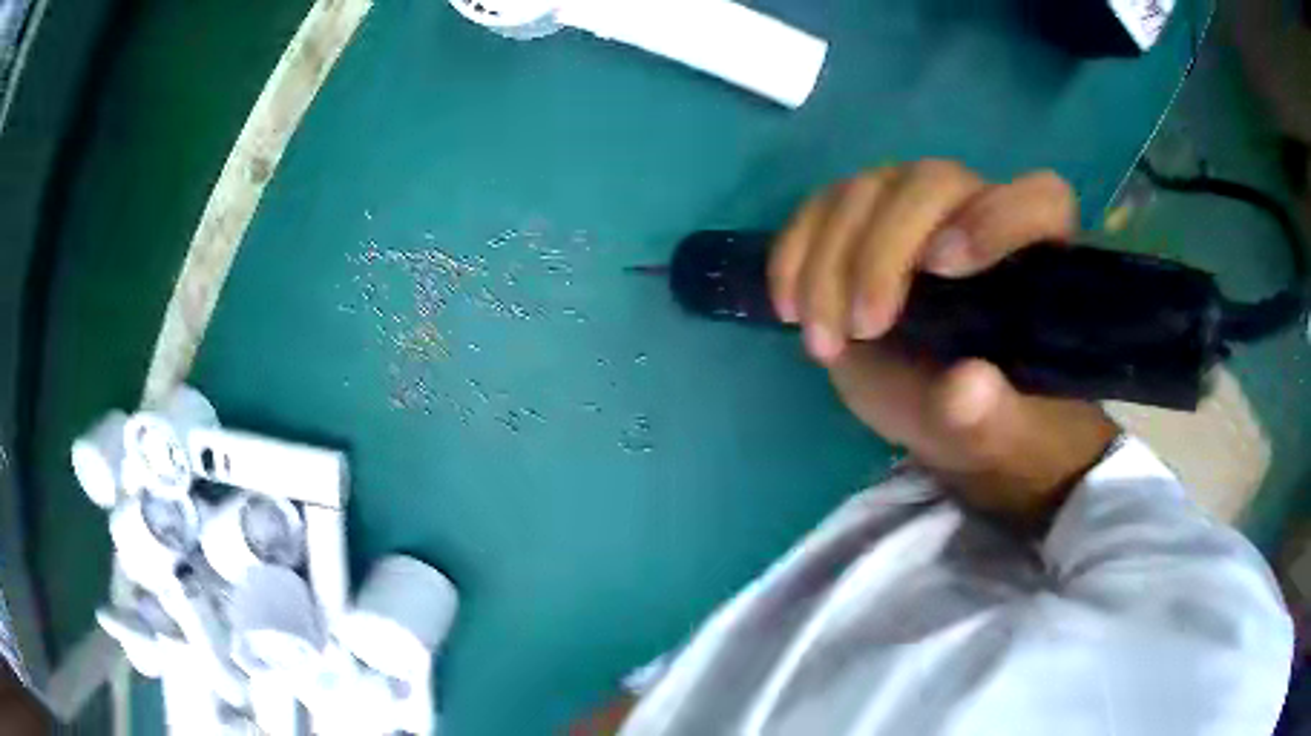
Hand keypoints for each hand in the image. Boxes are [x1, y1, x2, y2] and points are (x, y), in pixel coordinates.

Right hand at [770, 160, 1118, 527]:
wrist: (938, 408)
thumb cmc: (986, 417)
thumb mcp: (997, 434)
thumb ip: (991, 416)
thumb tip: (964, 387)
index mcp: (1035, 256)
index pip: (1042, 199)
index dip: (999, 216)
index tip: (946, 268)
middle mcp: (975, 212)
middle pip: (930, 182)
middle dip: (886, 250)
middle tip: (865, 327)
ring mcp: (912, 210)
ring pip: (863, 191)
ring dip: (828, 263)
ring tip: (825, 342)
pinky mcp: (860, 223)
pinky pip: (817, 210)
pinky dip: (792, 254)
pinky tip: (788, 309)